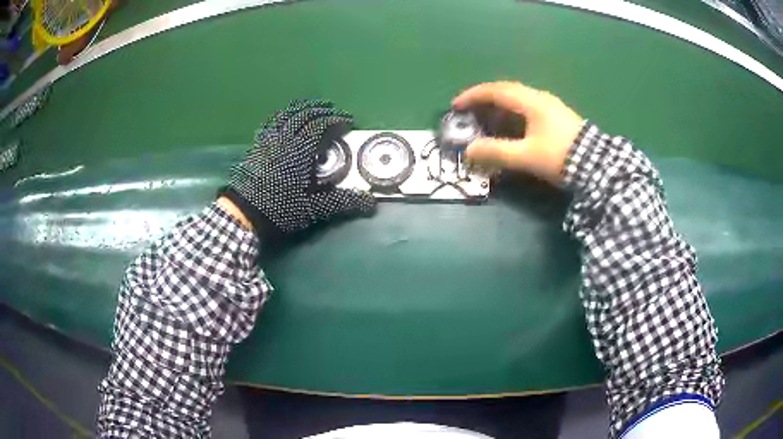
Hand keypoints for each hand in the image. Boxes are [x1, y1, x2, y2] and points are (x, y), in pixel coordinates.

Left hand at [221, 100, 375, 234]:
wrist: (243, 213)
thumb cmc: (279, 209)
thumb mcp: (313, 209)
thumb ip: (342, 203)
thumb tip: (372, 204)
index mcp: (300, 151)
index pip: (320, 126)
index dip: (336, 120)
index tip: (349, 122)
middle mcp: (284, 139)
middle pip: (304, 115)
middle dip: (322, 110)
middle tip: (334, 111)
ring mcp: (268, 140)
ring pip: (286, 114)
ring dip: (302, 108)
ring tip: (312, 107)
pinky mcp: (257, 145)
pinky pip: (271, 122)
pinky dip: (282, 116)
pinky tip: (284, 119)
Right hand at [452, 81, 584, 184]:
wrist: (597, 166)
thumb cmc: (560, 157)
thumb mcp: (526, 156)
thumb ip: (497, 152)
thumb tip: (469, 150)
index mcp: (531, 102)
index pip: (496, 90)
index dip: (473, 95)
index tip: (456, 105)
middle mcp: (540, 98)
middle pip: (507, 91)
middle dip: (485, 99)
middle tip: (469, 111)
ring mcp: (551, 106)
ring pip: (518, 99)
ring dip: (499, 106)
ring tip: (487, 119)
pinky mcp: (558, 117)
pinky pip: (528, 107)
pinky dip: (513, 113)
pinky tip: (511, 126)